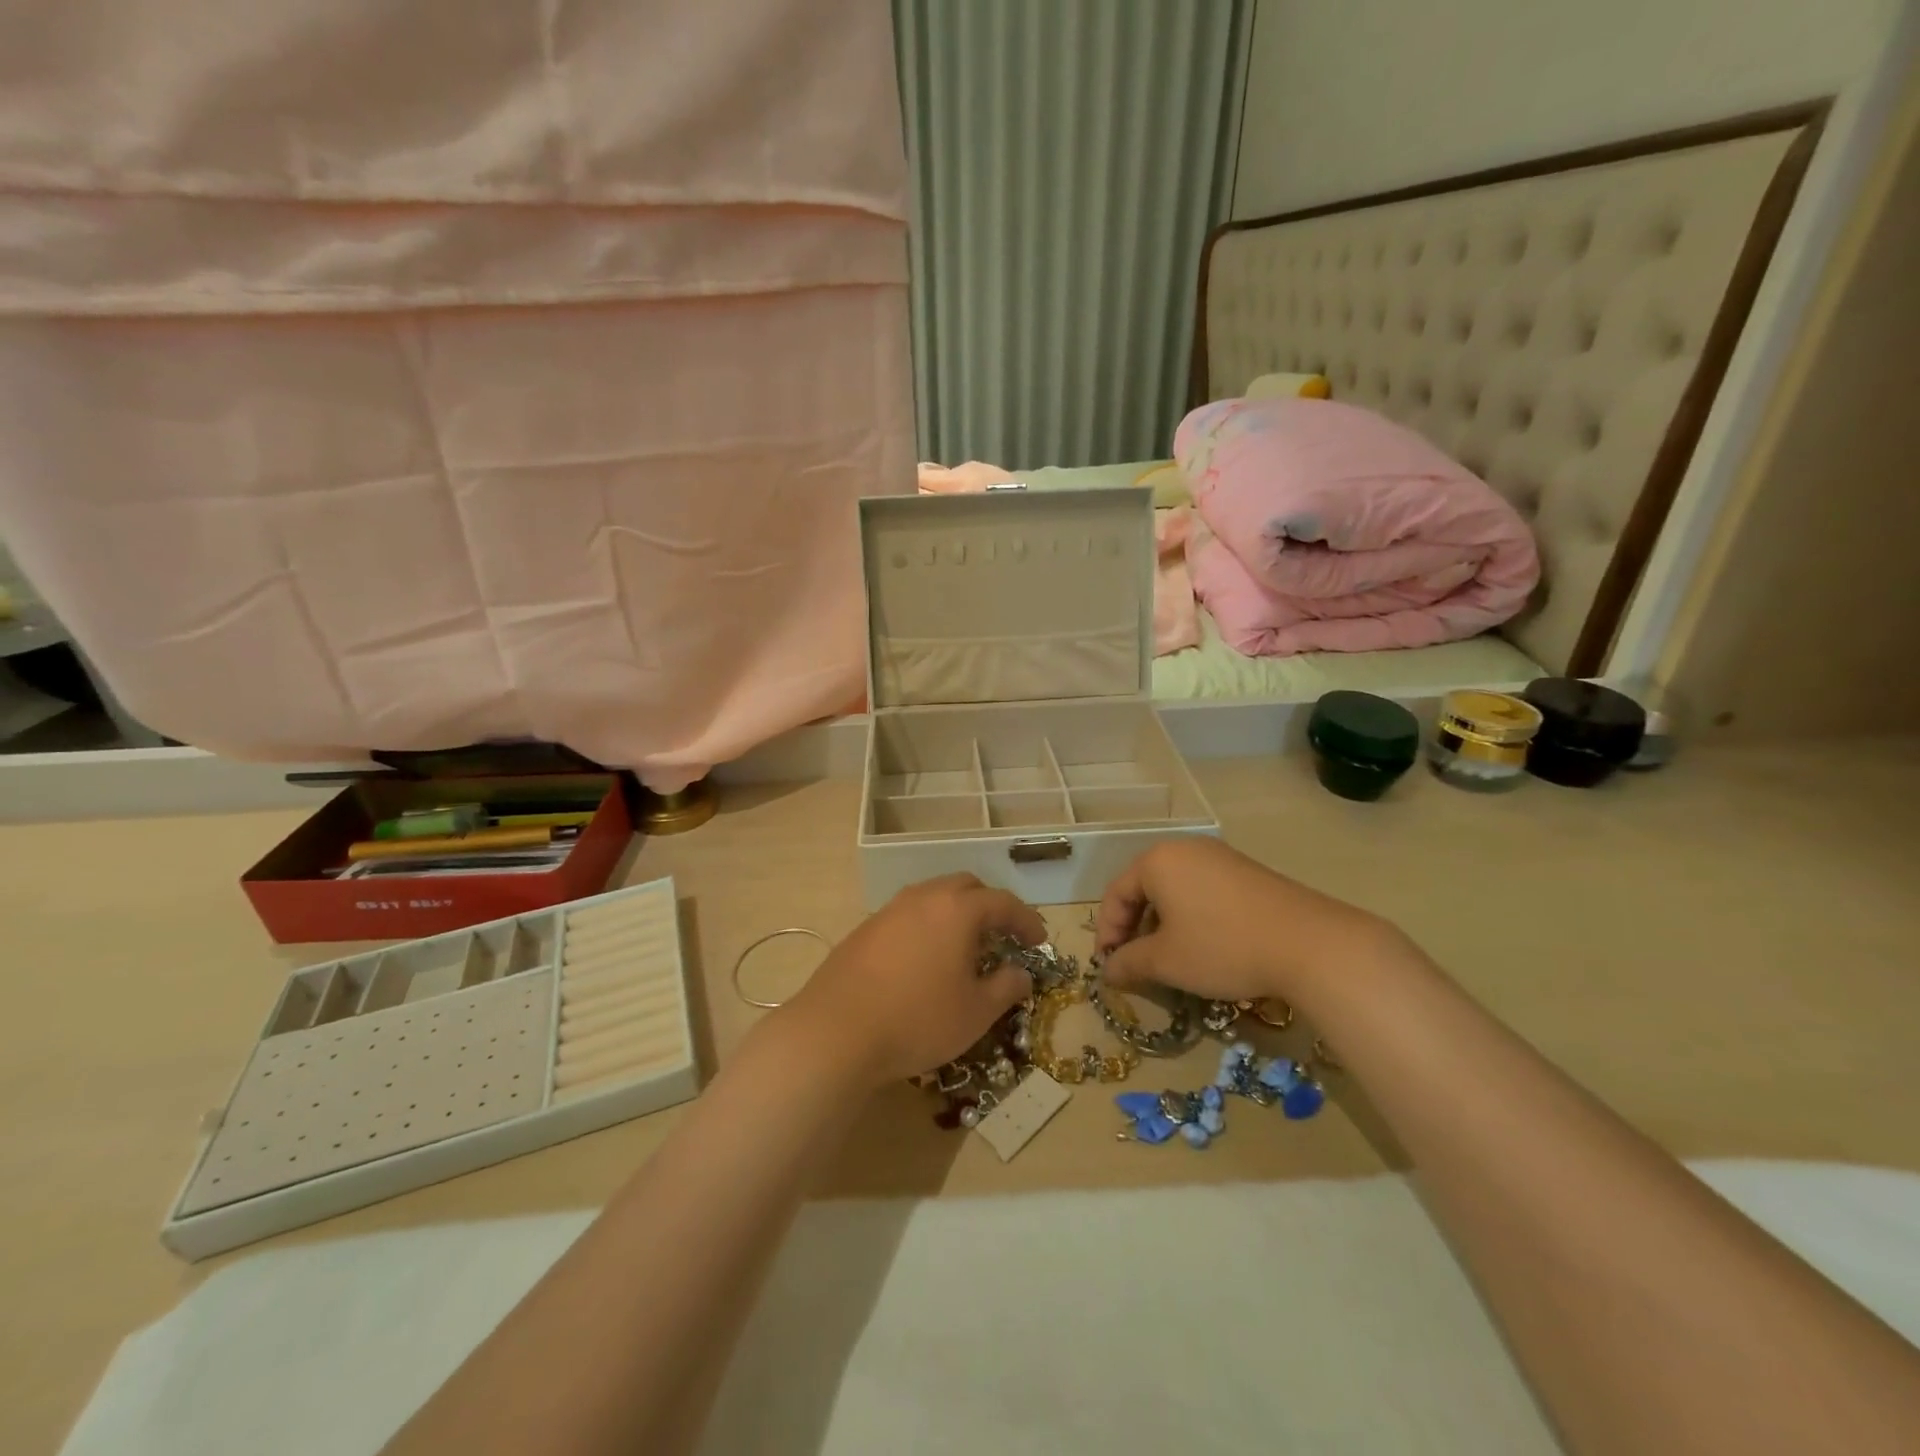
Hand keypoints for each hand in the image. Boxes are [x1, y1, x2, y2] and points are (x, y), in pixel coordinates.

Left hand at [780, 873, 1045, 1088]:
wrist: (836, 1032)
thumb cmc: (918, 1020)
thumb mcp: (975, 1012)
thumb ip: (1006, 987)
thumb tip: (1021, 973)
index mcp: (957, 909)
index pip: (1003, 902)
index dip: (1026, 920)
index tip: (1038, 941)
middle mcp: (923, 898)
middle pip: (965, 888)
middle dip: (989, 907)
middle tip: (1001, 937)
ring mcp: (889, 910)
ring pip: (932, 898)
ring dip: (955, 915)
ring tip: (963, 948)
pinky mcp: (864, 930)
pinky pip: (907, 916)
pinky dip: (927, 927)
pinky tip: (924, 960)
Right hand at [1094, 839, 1388, 1002]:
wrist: (1310, 944)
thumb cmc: (1222, 947)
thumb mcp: (1166, 961)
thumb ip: (1128, 963)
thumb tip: (1108, 972)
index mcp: (1157, 861)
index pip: (1116, 894)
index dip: (1107, 932)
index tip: (1109, 966)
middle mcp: (1185, 849)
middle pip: (1144, 888)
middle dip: (1134, 927)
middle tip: (1135, 963)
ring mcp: (1220, 857)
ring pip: (1175, 890)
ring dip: (1163, 924)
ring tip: (1169, 958)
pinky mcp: (1248, 872)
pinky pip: (1204, 891)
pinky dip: (1192, 917)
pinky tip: (1205, 946)